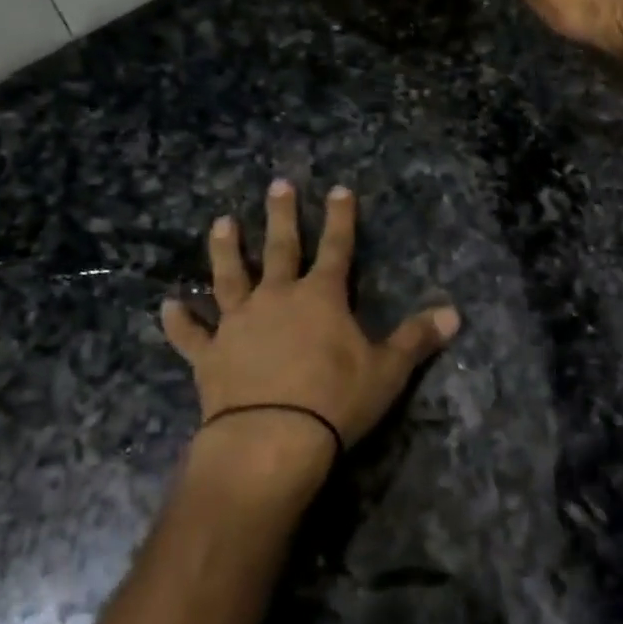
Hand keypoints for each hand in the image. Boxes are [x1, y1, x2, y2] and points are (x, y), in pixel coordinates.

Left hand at [161, 182, 459, 470]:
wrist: (270, 439)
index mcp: (321, 297)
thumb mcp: (387, 371)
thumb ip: (416, 339)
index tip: (339, 189)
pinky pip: (190, 334)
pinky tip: (166, 306)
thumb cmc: (334, 400)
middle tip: (277, 184)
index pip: (336, 247)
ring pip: (230, 277)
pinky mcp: (210, 355)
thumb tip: (455, 314)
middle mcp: (277, 298)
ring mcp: (239, 324)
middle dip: (281, 215)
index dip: (340, 217)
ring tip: (221, 223)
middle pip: (280, 248)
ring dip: (226, 250)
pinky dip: (178, 322)